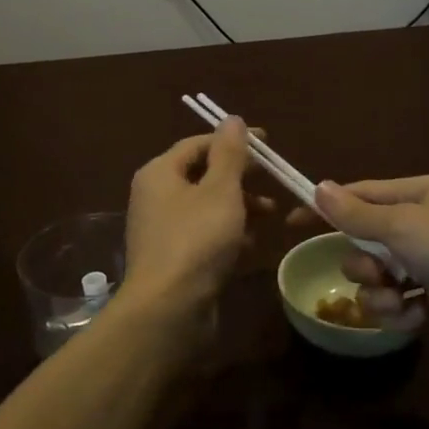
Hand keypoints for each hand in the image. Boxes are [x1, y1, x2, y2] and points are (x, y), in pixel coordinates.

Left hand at [121, 119, 252, 325]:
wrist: (169, 310)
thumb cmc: (196, 240)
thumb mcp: (220, 190)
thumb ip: (229, 153)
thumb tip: (231, 118)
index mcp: (160, 173)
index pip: (198, 144)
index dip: (234, 141)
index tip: (269, 144)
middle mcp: (156, 197)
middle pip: (202, 175)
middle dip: (240, 176)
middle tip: (273, 180)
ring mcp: (163, 231)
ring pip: (206, 207)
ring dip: (239, 206)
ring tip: (271, 214)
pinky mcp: (174, 259)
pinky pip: (204, 236)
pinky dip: (229, 234)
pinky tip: (252, 244)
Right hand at [313, 175, 428, 362]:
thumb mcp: (404, 226)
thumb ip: (357, 214)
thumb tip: (319, 187)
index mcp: (419, 194)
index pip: (361, 195)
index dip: (327, 208)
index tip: (293, 223)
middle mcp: (423, 224)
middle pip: (365, 241)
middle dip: (363, 262)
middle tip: (379, 271)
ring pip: (378, 277)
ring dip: (380, 293)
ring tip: (400, 300)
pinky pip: (399, 302)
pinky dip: (401, 311)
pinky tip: (418, 316)